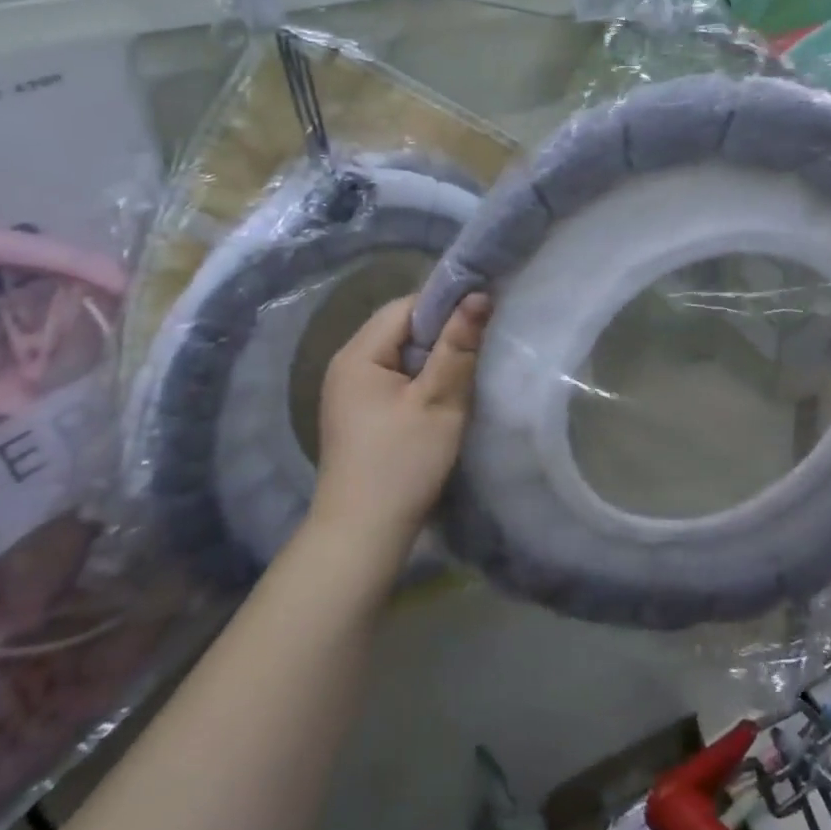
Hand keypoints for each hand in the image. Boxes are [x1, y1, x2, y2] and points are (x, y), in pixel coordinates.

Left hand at [313, 292, 491, 549]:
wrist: (363, 535)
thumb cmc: (402, 463)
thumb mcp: (439, 401)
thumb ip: (458, 346)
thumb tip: (478, 295)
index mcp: (358, 354)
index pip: (406, 307)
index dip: (446, 305)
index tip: (483, 313)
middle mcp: (347, 365)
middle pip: (400, 329)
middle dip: (441, 333)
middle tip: (481, 343)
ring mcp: (350, 392)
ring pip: (399, 355)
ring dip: (433, 358)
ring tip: (467, 368)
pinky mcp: (359, 415)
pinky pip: (394, 379)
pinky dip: (420, 379)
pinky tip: (443, 395)